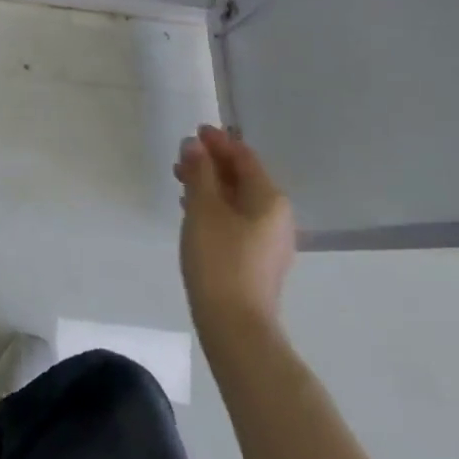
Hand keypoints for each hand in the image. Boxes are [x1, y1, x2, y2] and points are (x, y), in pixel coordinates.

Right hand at [175, 125, 295, 331]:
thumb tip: (194, 145)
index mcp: (269, 198)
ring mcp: (269, 240)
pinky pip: (237, 220)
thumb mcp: (203, 208)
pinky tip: (193, 212)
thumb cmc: (220, 259)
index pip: (244, 156)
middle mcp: (276, 215)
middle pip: (243, 177)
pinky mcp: (257, 261)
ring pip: (238, 200)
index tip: (195, 131)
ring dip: (211, 186)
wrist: (236, 327)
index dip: (218, 141)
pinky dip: (216, 208)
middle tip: (182, 157)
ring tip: (181, 181)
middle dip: (213, 164)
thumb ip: (199, 172)